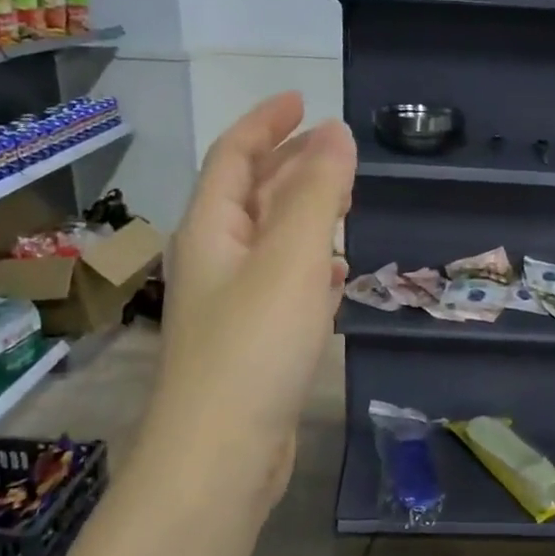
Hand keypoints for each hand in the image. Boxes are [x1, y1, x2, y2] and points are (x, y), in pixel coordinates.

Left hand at [148, 92, 355, 512]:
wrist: (219, 456)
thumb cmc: (253, 348)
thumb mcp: (289, 259)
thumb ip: (316, 194)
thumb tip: (337, 133)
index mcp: (211, 231)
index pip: (233, 156)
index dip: (266, 123)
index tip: (302, 99)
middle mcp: (214, 261)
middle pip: (249, 196)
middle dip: (289, 165)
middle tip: (336, 150)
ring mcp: (232, 305)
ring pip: (269, 242)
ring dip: (303, 215)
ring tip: (344, 203)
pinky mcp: (253, 344)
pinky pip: (282, 286)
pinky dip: (308, 267)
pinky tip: (335, 275)